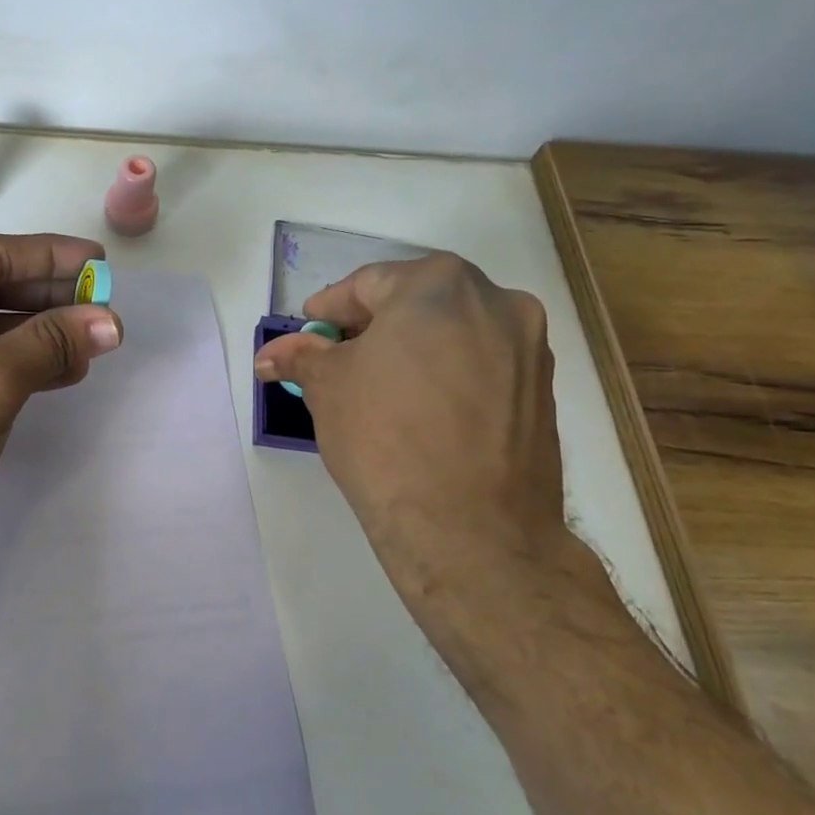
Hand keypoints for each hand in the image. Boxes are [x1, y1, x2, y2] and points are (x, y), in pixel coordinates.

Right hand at [254, 253, 568, 574]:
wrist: (470, 531)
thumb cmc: (385, 438)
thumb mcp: (326, 389)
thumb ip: (300, 357)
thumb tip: (271, 354)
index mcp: (439, 285)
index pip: (367, 284)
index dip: (329, 311)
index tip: (308, 335)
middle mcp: (497, 302)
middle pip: (416, 303)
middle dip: (372, 329)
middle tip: (338, 361)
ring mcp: (529, 348)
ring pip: (453, 334)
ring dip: (412, 351)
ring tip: (379, 391)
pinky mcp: (542, 393)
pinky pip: (481, 367)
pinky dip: (447, 377)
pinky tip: (421, 413)